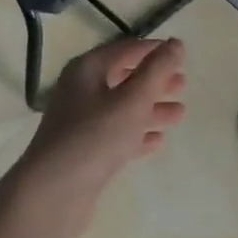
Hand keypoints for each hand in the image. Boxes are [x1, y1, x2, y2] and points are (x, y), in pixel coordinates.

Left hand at [13, 36, 187, 225]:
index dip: (154, 50)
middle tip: (183, 85)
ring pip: (122, 109)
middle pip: (124, 78)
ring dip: (151, 109)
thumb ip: (157, 70)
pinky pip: (116, 135)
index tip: (181, 54)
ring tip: (179, 114)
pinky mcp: (85, 151)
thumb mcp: (133, 99)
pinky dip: (137, 134)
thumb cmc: (95, 137)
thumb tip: (176, 43)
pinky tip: (158, 141)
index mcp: (87, 70)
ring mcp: (80, 123)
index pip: (126, 49)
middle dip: (154, 81)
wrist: (53, 193)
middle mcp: (81, 91)